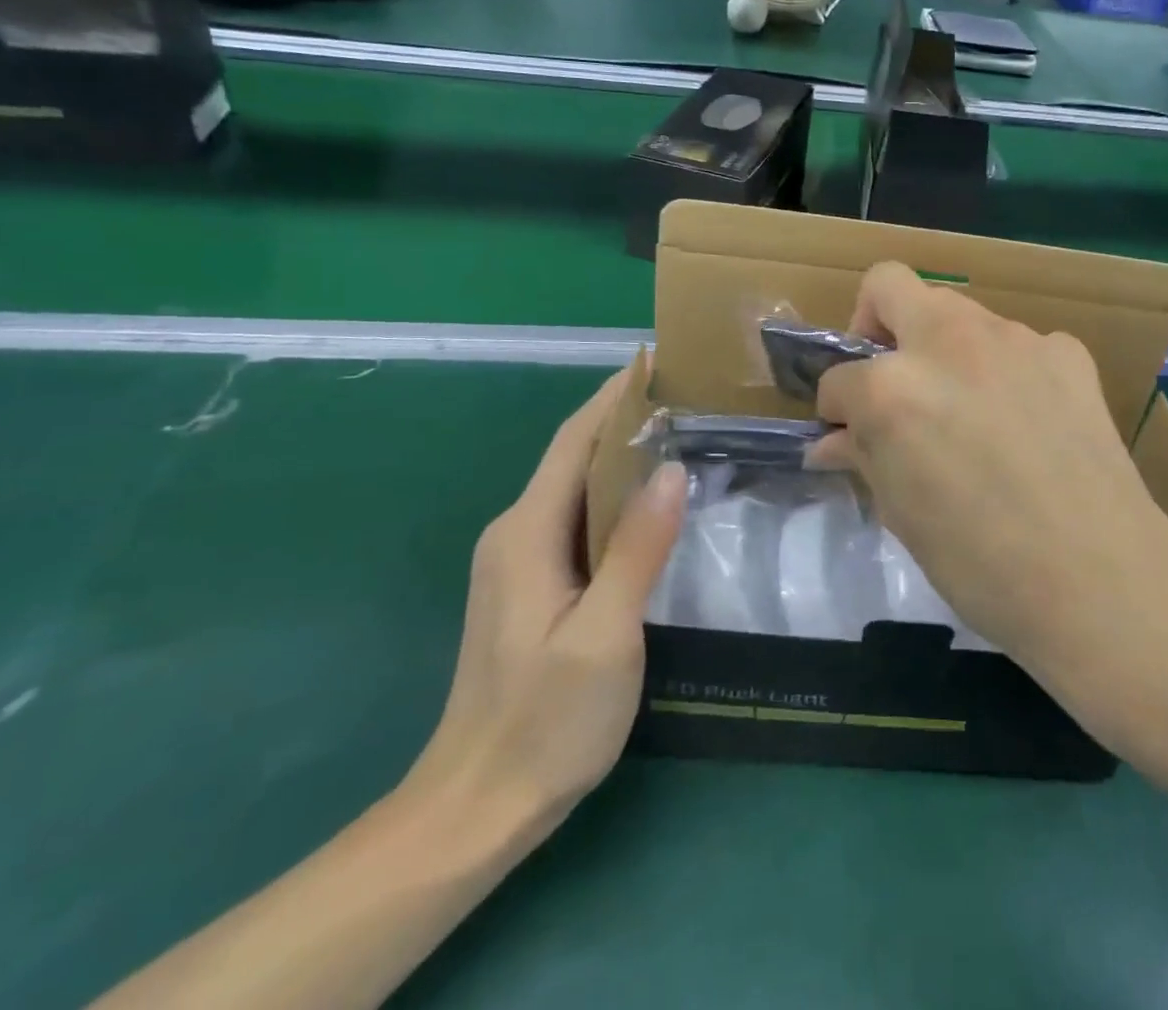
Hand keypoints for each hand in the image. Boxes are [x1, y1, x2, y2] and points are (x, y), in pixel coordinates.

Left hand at [401, 370, 685, 854]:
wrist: (476, 808)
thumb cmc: (545, 721)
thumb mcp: (605, 634)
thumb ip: (637, 548)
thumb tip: (673, 469)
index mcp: (527, 532)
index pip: (575, 440)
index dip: (615, 395)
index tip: (660, 359)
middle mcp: (517, 533)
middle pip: (575, 456)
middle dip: (627, 418)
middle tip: (691, 395)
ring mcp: (520, 561)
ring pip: (578, 488)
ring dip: (624, 456)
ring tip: (685, 435)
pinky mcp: (533, 586)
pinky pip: (579, 519)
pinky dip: (617, 496)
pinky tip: (655, 503)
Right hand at [811, 263, 1167, 676]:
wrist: (1101, 579)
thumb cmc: (981, 564)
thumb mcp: (902, 514)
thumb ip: (863, 458)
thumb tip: (830, 443)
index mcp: (893, 387)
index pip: (839, 378)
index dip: (836, 410)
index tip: (848, 436)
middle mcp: (948, 341)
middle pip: (889, 286)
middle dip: (875, 328)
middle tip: (891, 382)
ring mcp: (1014, 337)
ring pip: (957, 313)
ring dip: (943, 350)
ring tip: (967, 410)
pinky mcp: (1066, 350)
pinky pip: (1018, 345)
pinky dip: (1006, 371)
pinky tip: (1025, 421)